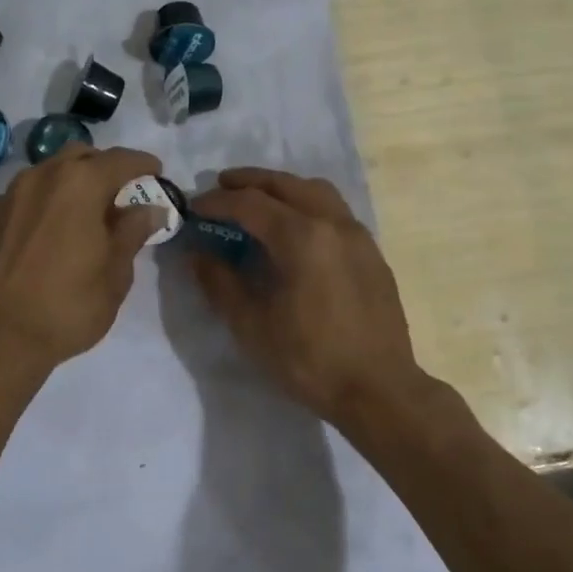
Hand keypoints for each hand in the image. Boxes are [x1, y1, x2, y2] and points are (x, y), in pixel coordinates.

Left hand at [0, 144, 165, 370]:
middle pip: (77, 157)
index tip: (156, 172)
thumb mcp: (114, 275)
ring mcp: (2, 200)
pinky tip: (39, 243)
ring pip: (42, 178)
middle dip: (101, 168)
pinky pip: (16, 206)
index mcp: (78, 184)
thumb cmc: (66, 307)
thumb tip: (150, 208)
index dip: (142, 164)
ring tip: (77, 219)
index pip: (120, 160)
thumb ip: (132, 232)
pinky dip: (35, 213)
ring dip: (65, 188)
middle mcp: (37, 179)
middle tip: (117, 195)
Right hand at [186, 169, 430, 433]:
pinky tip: (296, 229)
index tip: (194, 207)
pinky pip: (335, 211)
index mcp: (300, 237)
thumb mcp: (251, 325)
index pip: (249, 203)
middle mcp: (332, 223)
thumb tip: (198, 254)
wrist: (378, 389)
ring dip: (283, 187)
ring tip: (259, 199)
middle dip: (249, 181)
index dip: (217, 201)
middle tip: (221, 186)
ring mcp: (357, 235)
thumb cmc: (308, 359)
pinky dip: (307, 204)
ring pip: (316, 191)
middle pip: (285, 184)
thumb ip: (220, 283)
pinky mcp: (372, 252)